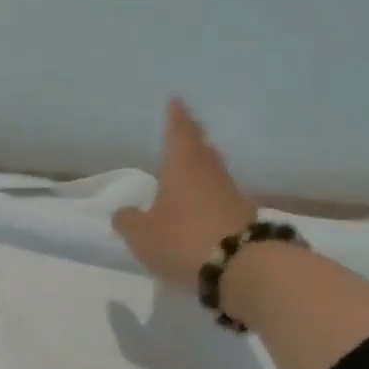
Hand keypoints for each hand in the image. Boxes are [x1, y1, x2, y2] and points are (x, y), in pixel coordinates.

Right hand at [112, 98, 258, 291]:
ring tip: (188, 174)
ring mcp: (231, 195)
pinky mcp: (244, 218)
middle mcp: (210, 174)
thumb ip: (128, 221)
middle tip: (184, 133)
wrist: (242, 266)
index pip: (179, 133)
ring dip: (201, 171)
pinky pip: (221, 200)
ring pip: (213, 174)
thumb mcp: (141, 235)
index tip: (176, 101)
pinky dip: (209, 199)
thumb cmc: (183, 240)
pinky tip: (200, 210)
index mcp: (183, 167)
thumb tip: (124, 213)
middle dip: (192, 141)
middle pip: (202, 150)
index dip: (176, 118)